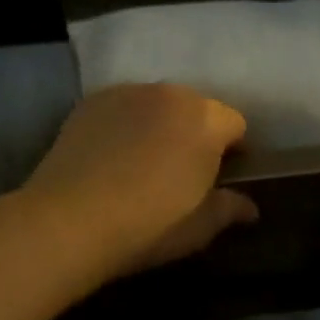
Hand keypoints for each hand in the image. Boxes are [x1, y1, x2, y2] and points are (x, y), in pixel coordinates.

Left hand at [19, 83, 257, 282]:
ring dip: (159, 124)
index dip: (232, 150)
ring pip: (157, 104)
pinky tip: (110, 155)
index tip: (221, 176)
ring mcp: (128, 92)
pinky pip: (122, 107)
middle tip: (181, 171)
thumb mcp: (199, 227)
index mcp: (205, 119)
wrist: (69, 219)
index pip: (235, 123)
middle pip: (195, 108)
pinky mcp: (92, 100)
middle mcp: (170, 94)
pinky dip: (124, 123)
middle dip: (195, 133)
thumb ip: (229, 208)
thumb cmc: (147, 225)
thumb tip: (250, 207)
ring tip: (141, 161)